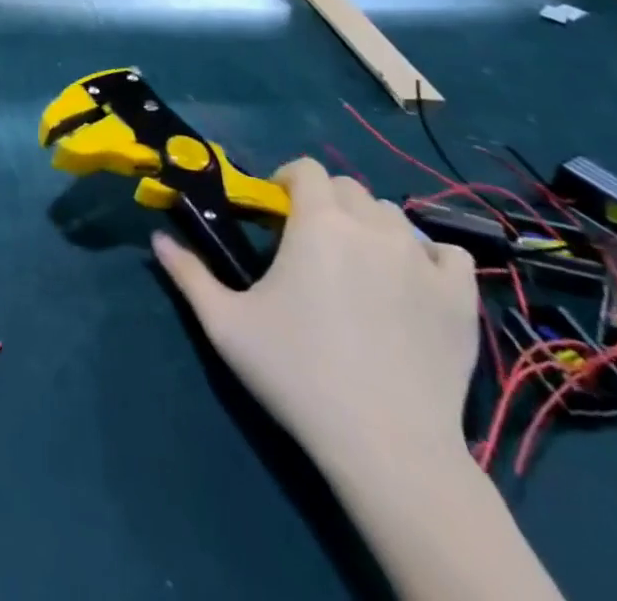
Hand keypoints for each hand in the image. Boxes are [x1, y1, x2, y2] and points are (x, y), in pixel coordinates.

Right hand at [153, 156, 478, 478]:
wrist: (387, 447)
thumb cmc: (297, 373)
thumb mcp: (225, 323)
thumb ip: (188, 273)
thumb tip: (156, 237)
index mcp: (319, 223)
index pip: (306, 169)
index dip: (287, 179)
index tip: (274, 212)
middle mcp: (372, 228)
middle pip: (349, 189)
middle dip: (325, 203)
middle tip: (309, 242)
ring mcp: (423, 262)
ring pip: (393, 216)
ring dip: (369, 226)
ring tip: (356, 263)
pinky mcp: (460, 299)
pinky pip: (446, 253)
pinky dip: (426, 255)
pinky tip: (409, 280)